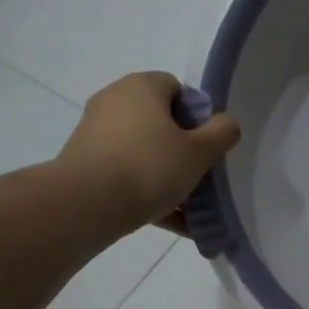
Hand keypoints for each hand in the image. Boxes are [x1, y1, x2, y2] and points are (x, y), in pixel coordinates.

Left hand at [58, 72, 239, 236]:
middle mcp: (114, 101)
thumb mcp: (199, 152)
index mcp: (141, 86)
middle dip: (182, 148)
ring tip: (188, 208)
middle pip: (159, 121)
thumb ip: (222, 133)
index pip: (177, 89)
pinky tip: (170, 222)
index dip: (197, 115)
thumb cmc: (149, 167)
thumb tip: (225, 123)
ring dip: (165, 175)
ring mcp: (94, 132)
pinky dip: (145, 191)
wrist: (85, 204)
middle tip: (199, 175)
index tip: (206, 145)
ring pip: (143, 151)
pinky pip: (124, 173)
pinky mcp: (83, 162)